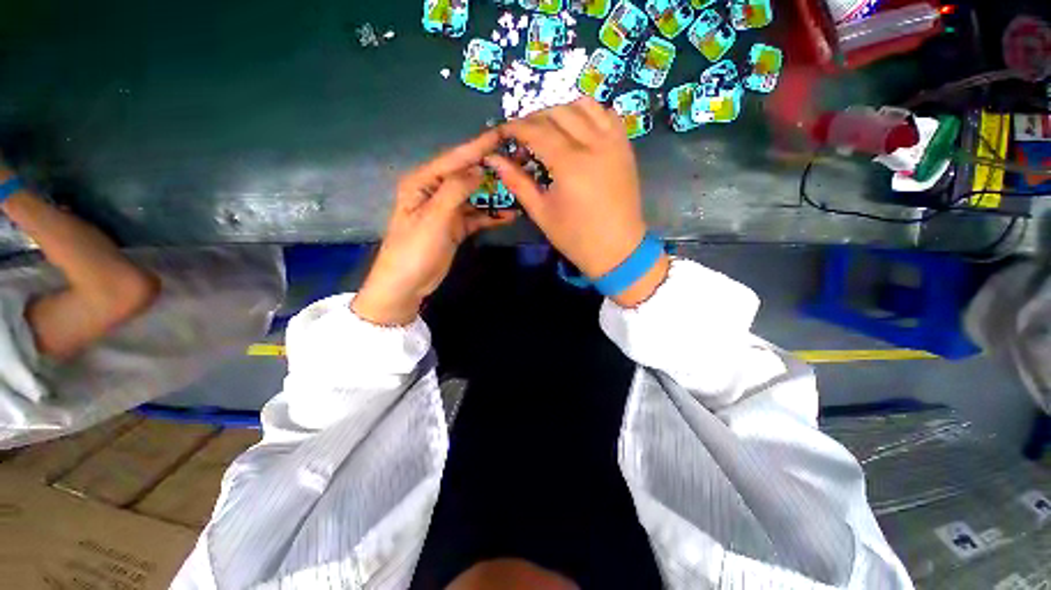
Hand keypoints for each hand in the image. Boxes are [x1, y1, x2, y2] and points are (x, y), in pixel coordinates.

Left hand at [352, 130, 517, 325]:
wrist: (407, 284)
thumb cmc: (415, 248)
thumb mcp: (434, 216)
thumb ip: (456, 189)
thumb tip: (479, 170)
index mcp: (423, 181)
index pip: (454, 158)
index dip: (478, 146)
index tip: (502, 135)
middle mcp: (435, 191)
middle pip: (467, 175)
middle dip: (491, 170)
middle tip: (517, 162)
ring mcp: (447, 210)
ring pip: (474, 196)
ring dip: (494, 194)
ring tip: (519, 188)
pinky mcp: (455, 227)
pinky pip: (476, 216)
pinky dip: (491, 215)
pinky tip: (509, 215)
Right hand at [486, 97, 668, 306]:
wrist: (617, 249)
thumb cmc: (576, 237)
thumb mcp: (542, 213)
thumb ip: (518, 182)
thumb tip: (494, 159)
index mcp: (569, 165)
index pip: (537, 131)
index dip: (515, 127)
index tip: (502, 131)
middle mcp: (593, 144)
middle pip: (558, 112)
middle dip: (535, 118)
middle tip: (523, 136)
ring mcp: (613, 142)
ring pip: (585, 105)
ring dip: (561, 110)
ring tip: (549, 129)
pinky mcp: (625, 147)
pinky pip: (607, 114)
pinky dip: (589, 113)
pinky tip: (579, 129)